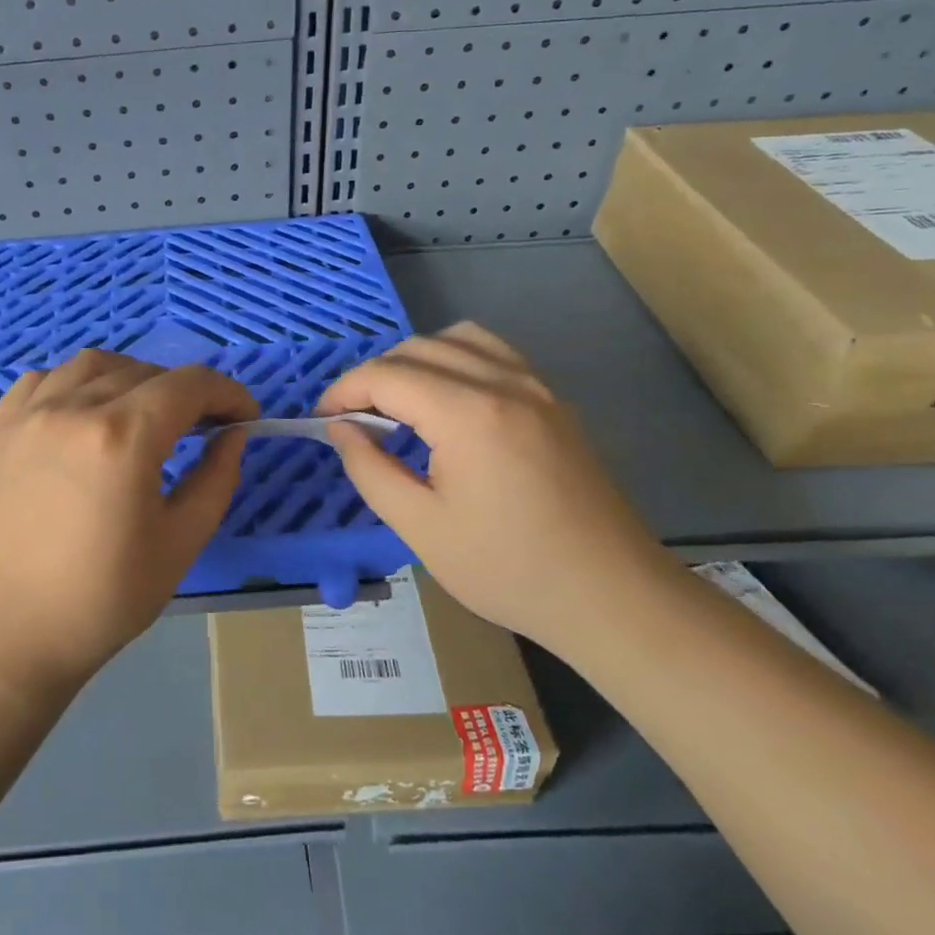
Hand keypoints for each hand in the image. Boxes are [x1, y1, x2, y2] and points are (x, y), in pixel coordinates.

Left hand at [0, 350, 257, 699]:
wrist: (5, 635)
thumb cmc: (102, 600)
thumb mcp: (180, 543)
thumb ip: (216, 479)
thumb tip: (233, 435)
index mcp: (123, 436)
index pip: (189, 385)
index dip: (228, 393)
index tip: (245, 417)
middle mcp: (74, 408)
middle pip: (145, 371)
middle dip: (185, 391)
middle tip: (202, 426)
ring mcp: (29, 414)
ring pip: (93, 365)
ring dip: (132, 378)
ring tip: (144, 414)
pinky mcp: (0, 429)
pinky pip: (44, 380)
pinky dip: (76, 383)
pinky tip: (85, 413)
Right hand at [317, 322, 666, 646]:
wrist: (612, 597)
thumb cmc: (508, 569)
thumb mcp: (420, 528)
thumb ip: (370, 469)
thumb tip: (341, 428)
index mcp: (468, 414)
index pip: (386, 375)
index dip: (343, 391)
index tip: (323, 420)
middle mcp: (504, 383)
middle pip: (418, 348)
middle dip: (375, 376)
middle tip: (354, 420)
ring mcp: (536, 386)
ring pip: (459, 338)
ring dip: (417, 360)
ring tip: (399, 404)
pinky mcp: (554, 401)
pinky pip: (494, 353)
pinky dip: (457, 359)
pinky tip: (448, 402)